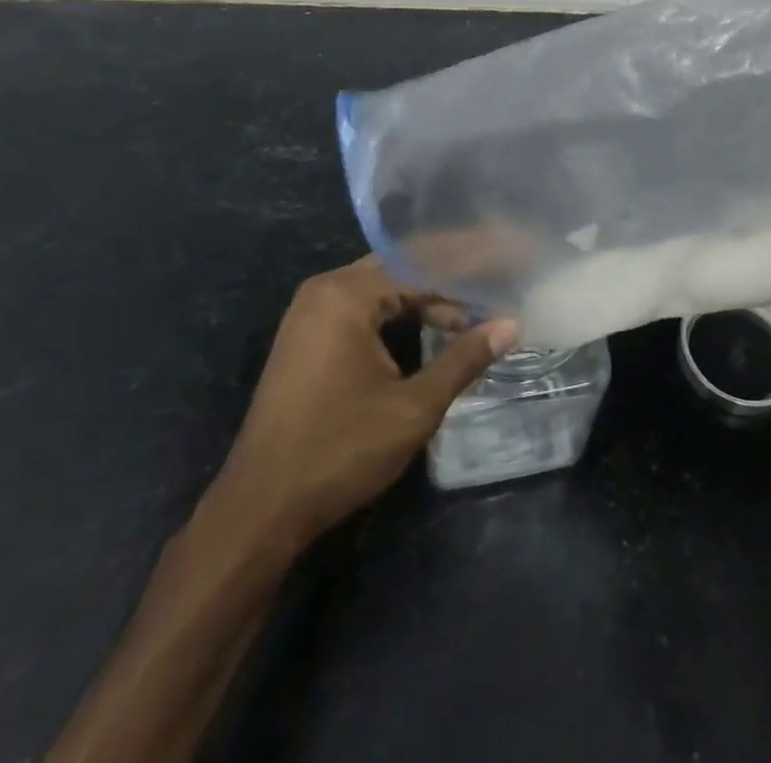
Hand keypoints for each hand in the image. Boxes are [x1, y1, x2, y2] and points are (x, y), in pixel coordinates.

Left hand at [204, 256, 517, 550]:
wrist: (258, 511)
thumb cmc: (338, 452)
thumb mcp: (412, 408)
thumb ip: (463, 359)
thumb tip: (511, 325)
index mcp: (346, 295)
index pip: (423, 263)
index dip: (473, 263)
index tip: (512, 259)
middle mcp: (325, 291)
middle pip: (403, 266)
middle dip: (454, 274)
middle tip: (501, 276)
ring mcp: (311, 314)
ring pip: (385, 287)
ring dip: (430, 296)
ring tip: (477, 307)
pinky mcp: (308, 338)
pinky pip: (366, 307)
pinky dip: (403, 312)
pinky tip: (435, 325)